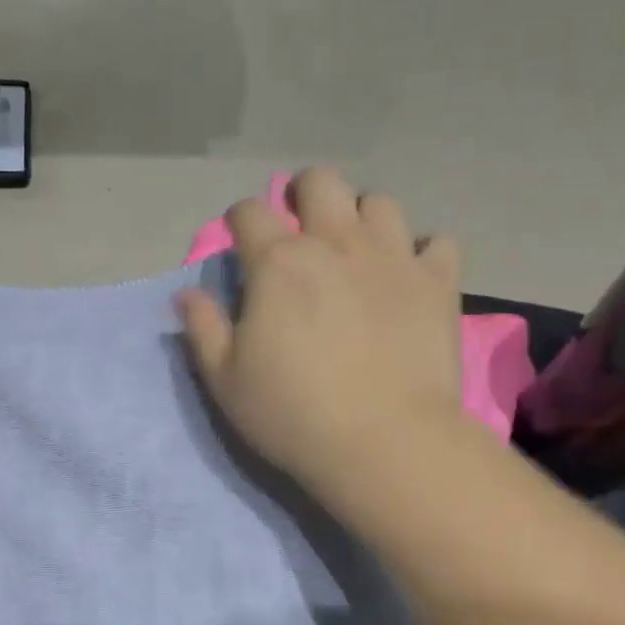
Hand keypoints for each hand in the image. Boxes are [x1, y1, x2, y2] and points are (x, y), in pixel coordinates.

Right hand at [178, 168, 465, 498]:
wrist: (386, 443)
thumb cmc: (294, 414)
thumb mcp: (226, 380)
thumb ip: (203, 328)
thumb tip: (187, 294)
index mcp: (278, 262)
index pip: (249, 211)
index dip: (239, 220)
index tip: (240, 243)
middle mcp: (336, 243)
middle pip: (320, 181)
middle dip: (304, 194)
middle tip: (301, 229)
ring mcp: (393, 257)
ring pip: (380, 202)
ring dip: (362, 218)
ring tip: (357, 250)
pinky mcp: (438, 283)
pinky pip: (438, 242)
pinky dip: (423, 252)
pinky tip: (411, 276)